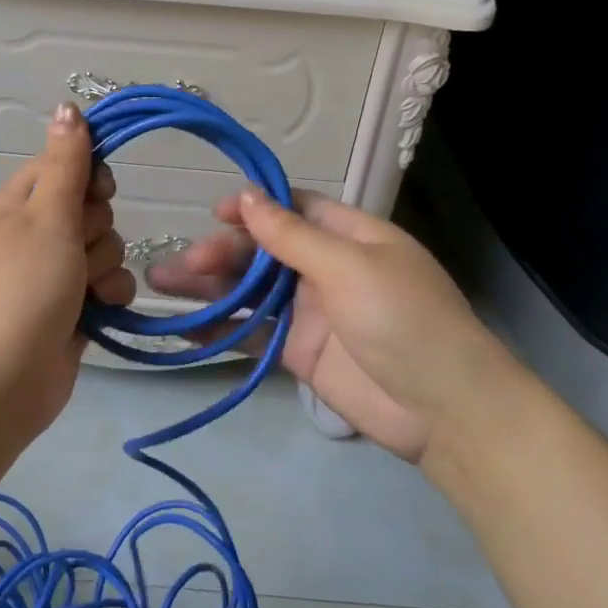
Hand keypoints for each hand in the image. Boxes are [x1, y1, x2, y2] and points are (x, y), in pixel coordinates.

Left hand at [0, 103, 134, 436]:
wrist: (2, 381)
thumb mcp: (46, 217)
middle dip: (95, 228)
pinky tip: (99, 310)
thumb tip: (67, 106)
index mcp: (17, 204)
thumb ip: (66, 163)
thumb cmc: (22, 288)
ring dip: (104, 265)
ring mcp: (54, 273)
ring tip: (84, 290)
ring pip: (105, 246)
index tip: (98, 192)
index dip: (88, 175)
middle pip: (91, 207)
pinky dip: (109, 295)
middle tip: (76, 250)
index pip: (64, 165)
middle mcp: (34, 233)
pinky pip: (108, 284)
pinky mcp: (72, 308)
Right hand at [148, 189, 522, 464]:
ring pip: (249, 290)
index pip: (292, 209)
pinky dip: (219, 328)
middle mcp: (325, 268)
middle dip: (222, 252)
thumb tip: (245, 195)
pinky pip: (252, 332)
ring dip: (209, 286)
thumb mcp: (350, 267)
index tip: (213, 214)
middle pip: (263, 250)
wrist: (444, 411)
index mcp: (349, 236)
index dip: (253, 208)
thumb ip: (292, 236)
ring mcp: (310, 312)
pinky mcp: (297, 352)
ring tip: (163, 283)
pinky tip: (184, 325)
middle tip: (186, 262)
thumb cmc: (405, 320)